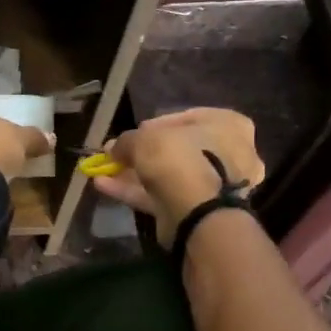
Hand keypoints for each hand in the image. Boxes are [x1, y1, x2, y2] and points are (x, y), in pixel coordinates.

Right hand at [96, 108, 263, 245]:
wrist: (198, 213)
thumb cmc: (179, 160)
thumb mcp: (146, 139)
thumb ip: (127, 140)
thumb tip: (113, 148)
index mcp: (228, 126)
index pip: (188, 117)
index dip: (156, 124)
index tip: (135, 131)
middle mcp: (226, 154)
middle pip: (176, 149)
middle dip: (142, 152)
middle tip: (116, 153)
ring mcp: (212, 185)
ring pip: (167, 174)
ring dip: (133, 172)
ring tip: (102, 170)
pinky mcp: (194, 210)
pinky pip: (161, 194)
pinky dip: (133, 190)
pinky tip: (104, 186)